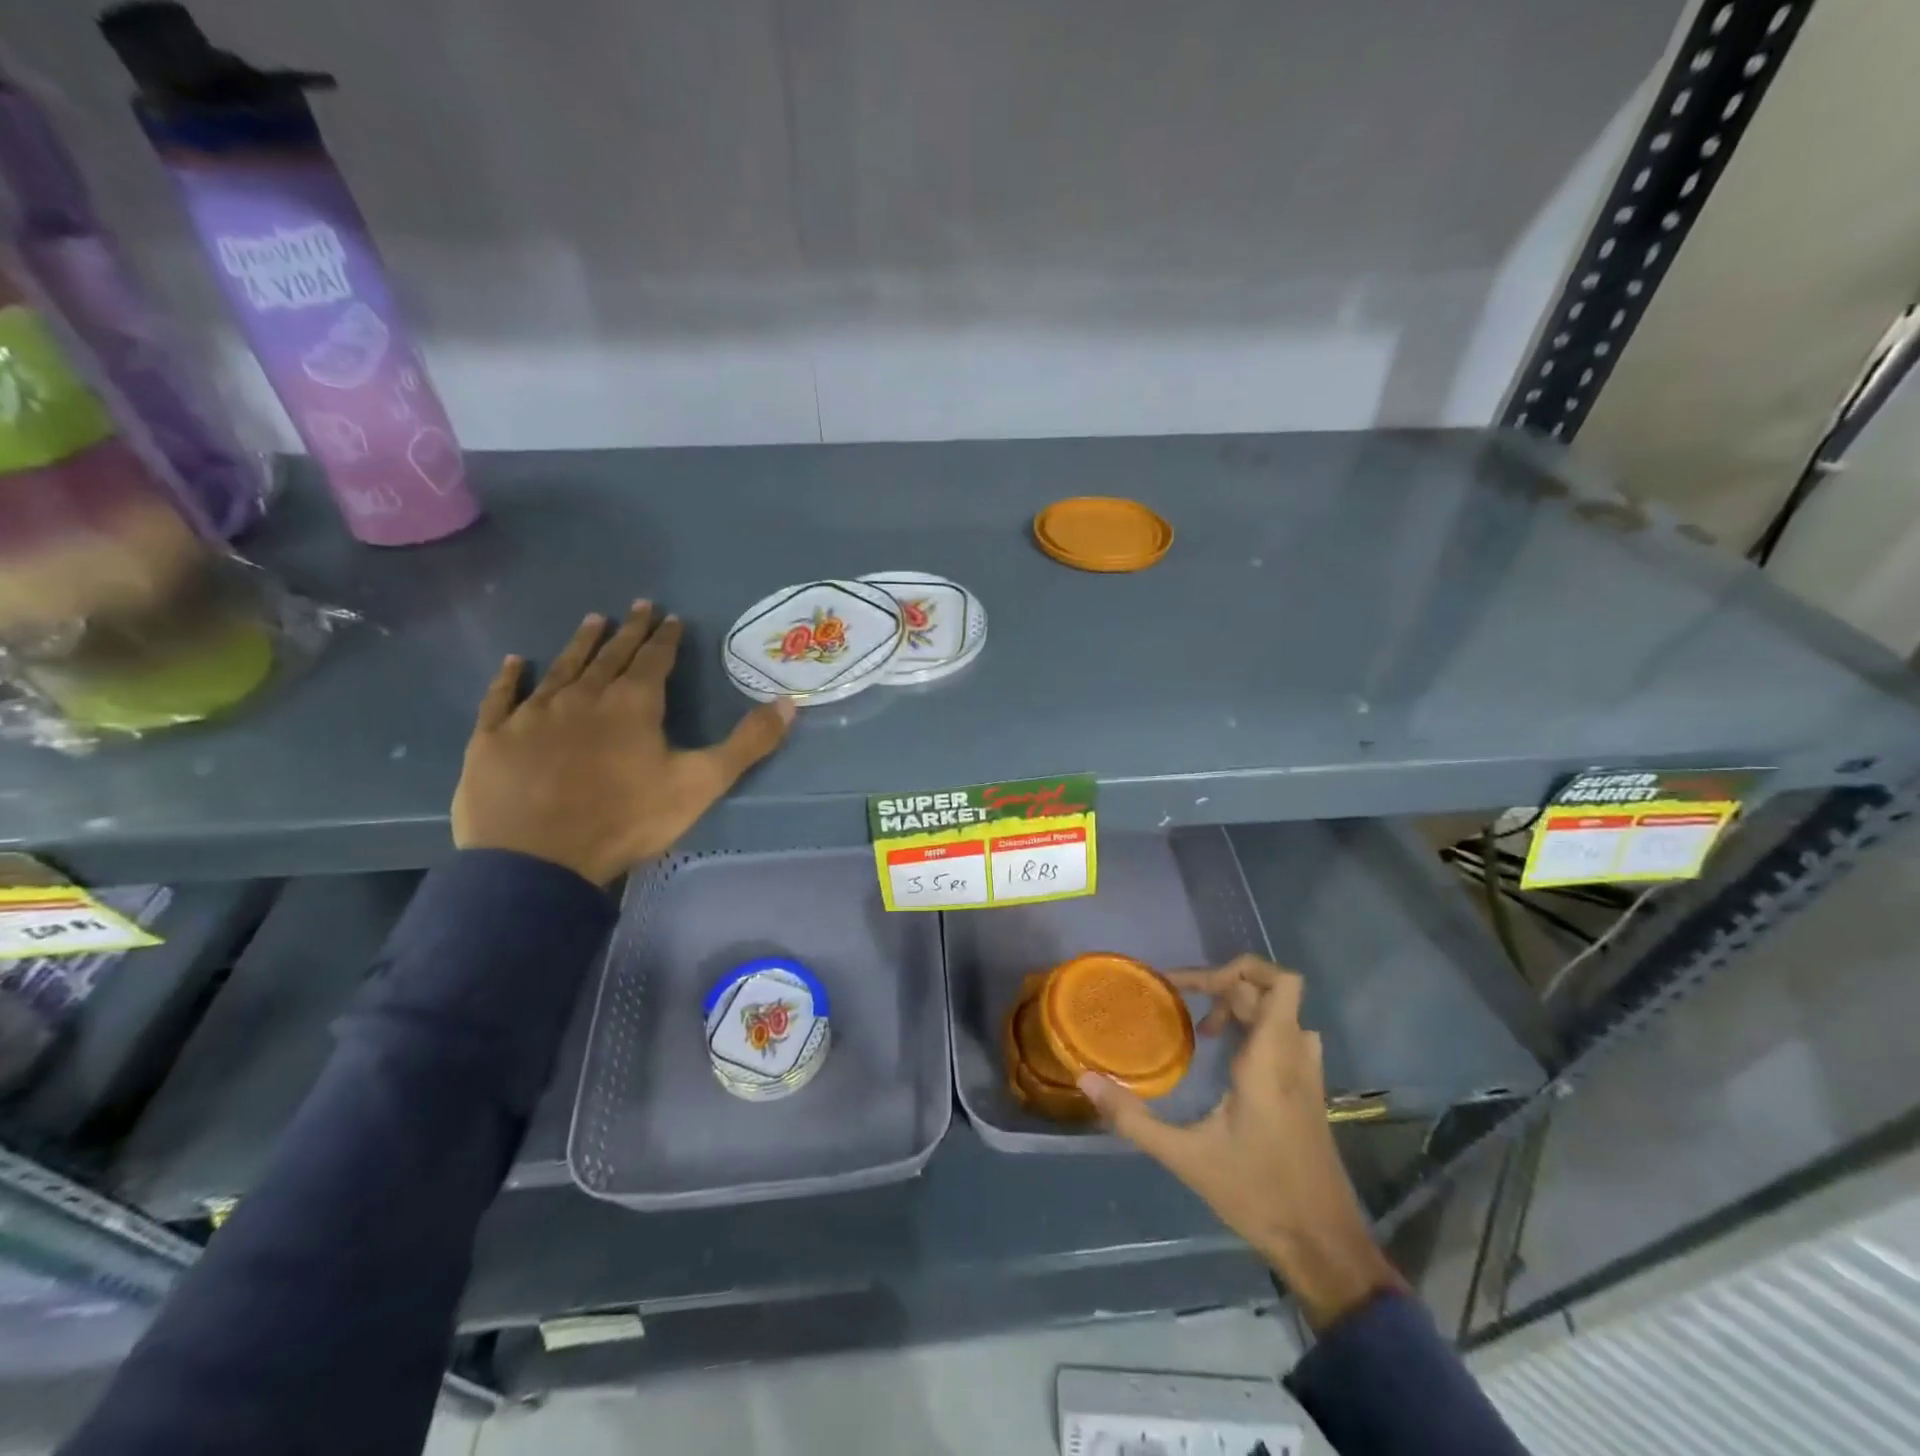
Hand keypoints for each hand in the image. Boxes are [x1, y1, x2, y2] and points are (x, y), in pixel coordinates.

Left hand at [452, 603, 794, 884]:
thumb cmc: (627, 819)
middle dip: (628, 631)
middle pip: (610, 655)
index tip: (670, 617)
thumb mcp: (701, 783)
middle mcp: (583, 696)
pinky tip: (515, 663)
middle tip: (638, 606)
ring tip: (592, 620)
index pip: (654, 660)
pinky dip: (510, 678)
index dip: (665, 638)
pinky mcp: (494, 737)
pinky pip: (503, 697)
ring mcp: (534, 714)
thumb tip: (790, 704)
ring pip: (562, 667)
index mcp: (633, 704)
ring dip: (580, 644)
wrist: (538, 860)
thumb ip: (747, 743)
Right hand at [1079, 954, 1403, 1328]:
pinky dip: (1259, 1030)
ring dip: (1244, 1007)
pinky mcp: (1311, 1094)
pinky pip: (1288, 1037)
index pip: (1275, 982)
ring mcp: (1308, 1075)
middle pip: (1270, 991)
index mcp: (1271, 1058)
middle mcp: (1294, 1056)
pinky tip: (1230, 1061)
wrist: (1325, 1246)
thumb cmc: (1259, 1195)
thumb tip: (1086, 1079)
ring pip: (1282, 1013)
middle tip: (1182, 1006)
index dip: (1232, 969)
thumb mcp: (1187, 1158)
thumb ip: (1134, 1119)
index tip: (1185, 989)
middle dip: (1222, 988)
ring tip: (1206, 1030)